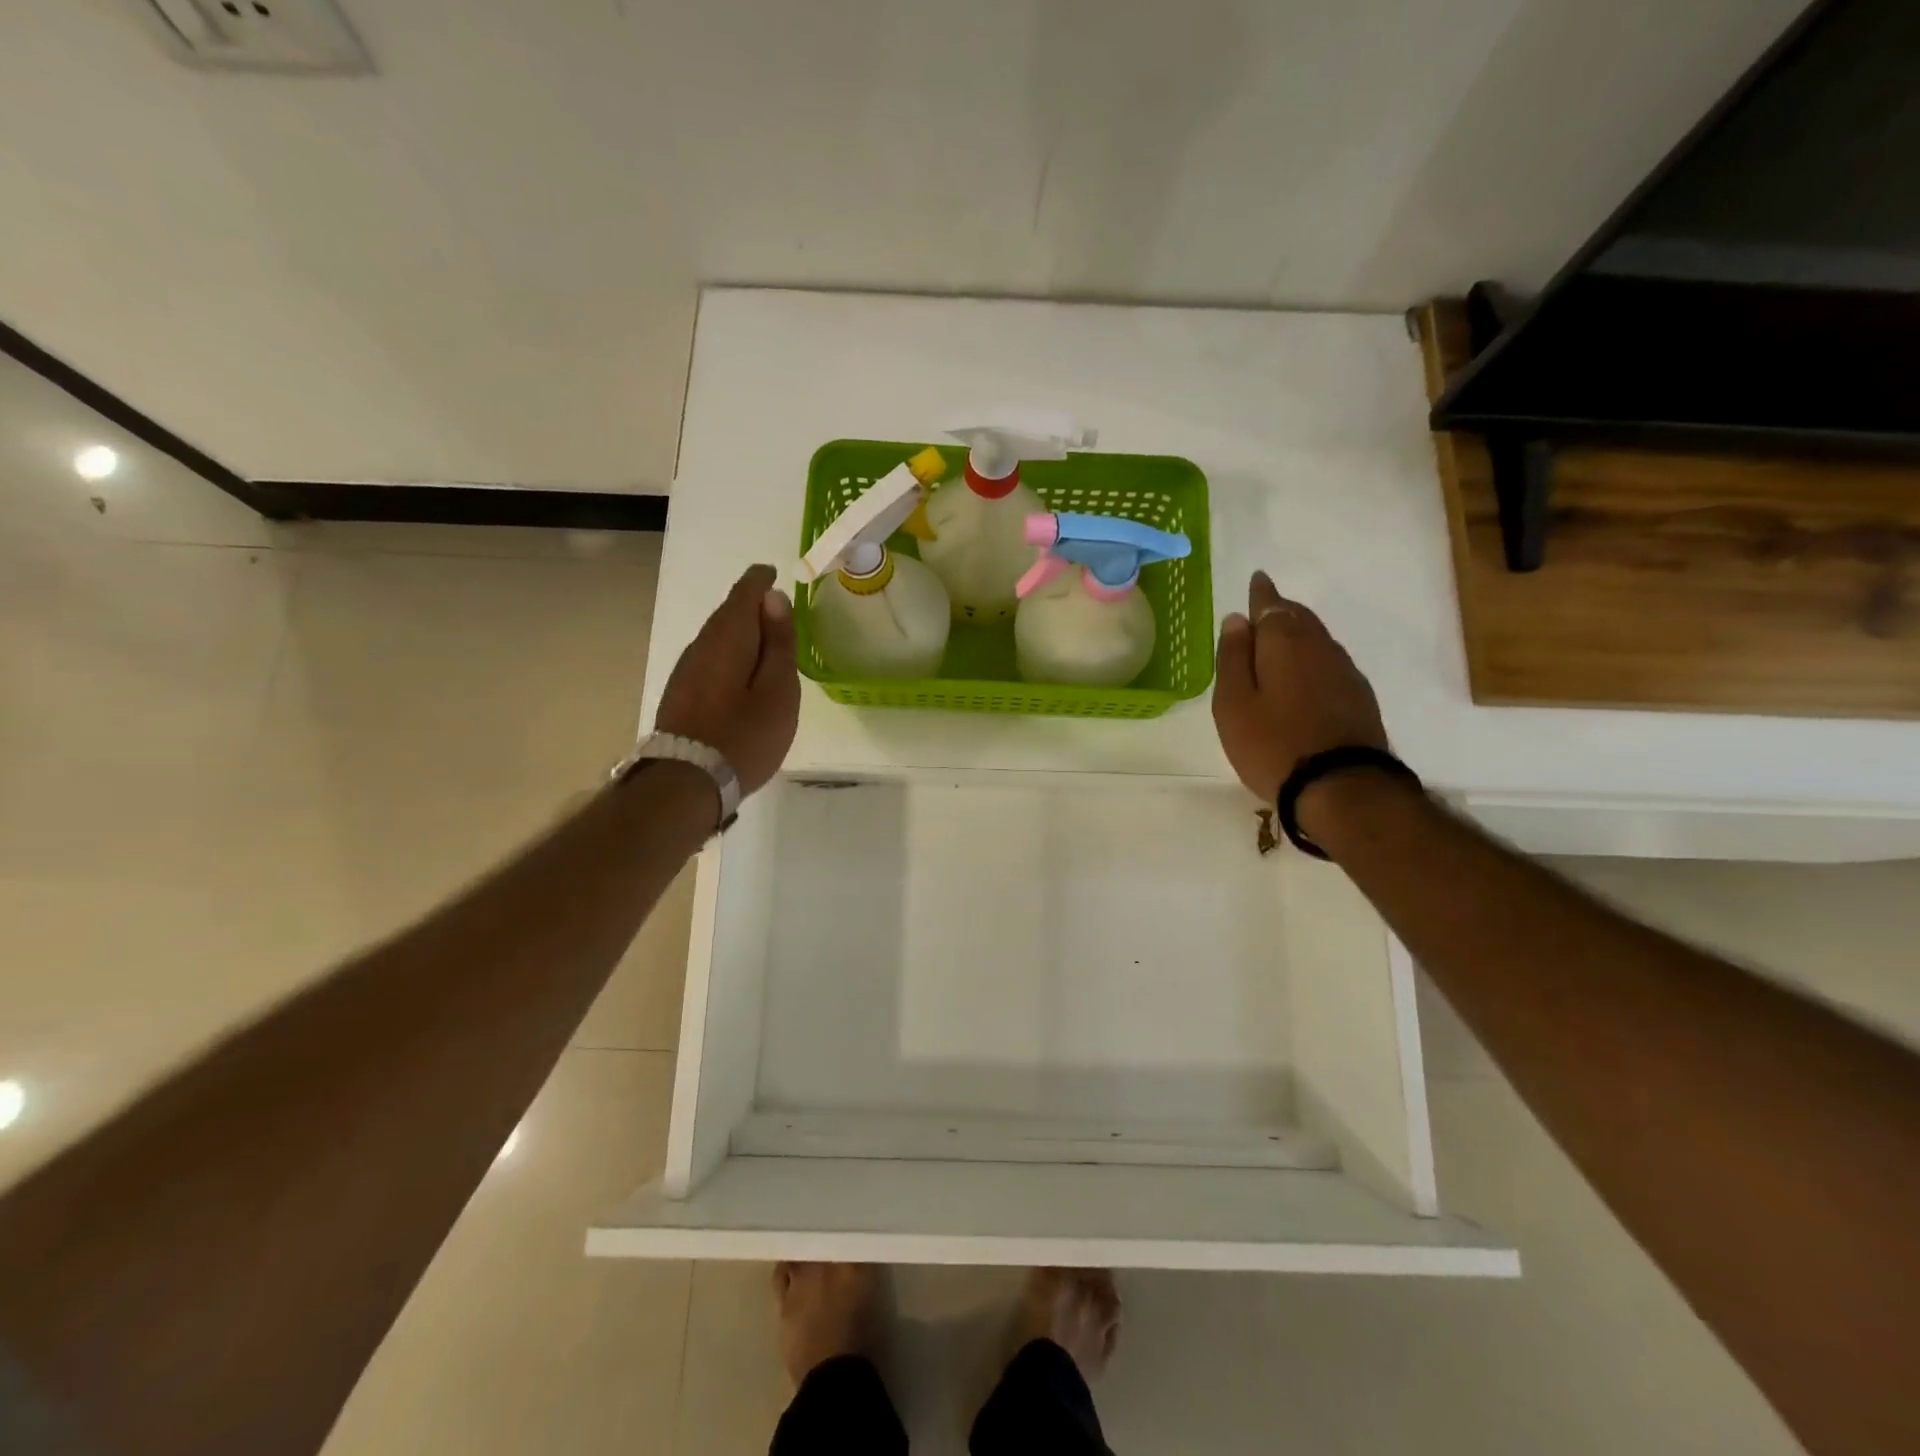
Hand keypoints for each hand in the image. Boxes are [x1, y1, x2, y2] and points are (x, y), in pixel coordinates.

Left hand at [655, 564, 798, 795]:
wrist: (688, 782)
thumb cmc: (745, 735)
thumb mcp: (779, 690)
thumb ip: (779, 643)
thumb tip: (774, 598)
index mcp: (729, 636)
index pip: (745, 591)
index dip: (762, 581)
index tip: (777, 577)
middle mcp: (702, 644)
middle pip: (728, 613)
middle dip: (753, 607)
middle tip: (779, 614)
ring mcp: (686, 669)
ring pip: (718, 637)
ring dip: (741, 634)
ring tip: (766, 647)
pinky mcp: (680, 693)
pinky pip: (710, 659)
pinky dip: (730, 656)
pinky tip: (742, 676)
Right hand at [1212, 570, 1387, 804]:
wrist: (1341, 786)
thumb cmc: (1272, 743)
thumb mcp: (1234, 703)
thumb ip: (1233, 658)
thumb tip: (1237, 619)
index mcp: (1284, 643)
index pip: (1271, 605)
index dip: (1261, 593)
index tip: (1257, 579)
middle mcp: (1320, 647)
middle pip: (1299, 618)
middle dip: (1281, 610)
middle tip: (1264, 608)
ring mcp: (1345, 671)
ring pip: (1317, 639)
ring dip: (1298, 633)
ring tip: (1279, 640)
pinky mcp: (1359, 696)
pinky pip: (1329, 662)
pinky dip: (1312, 658)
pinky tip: (1304, 674)